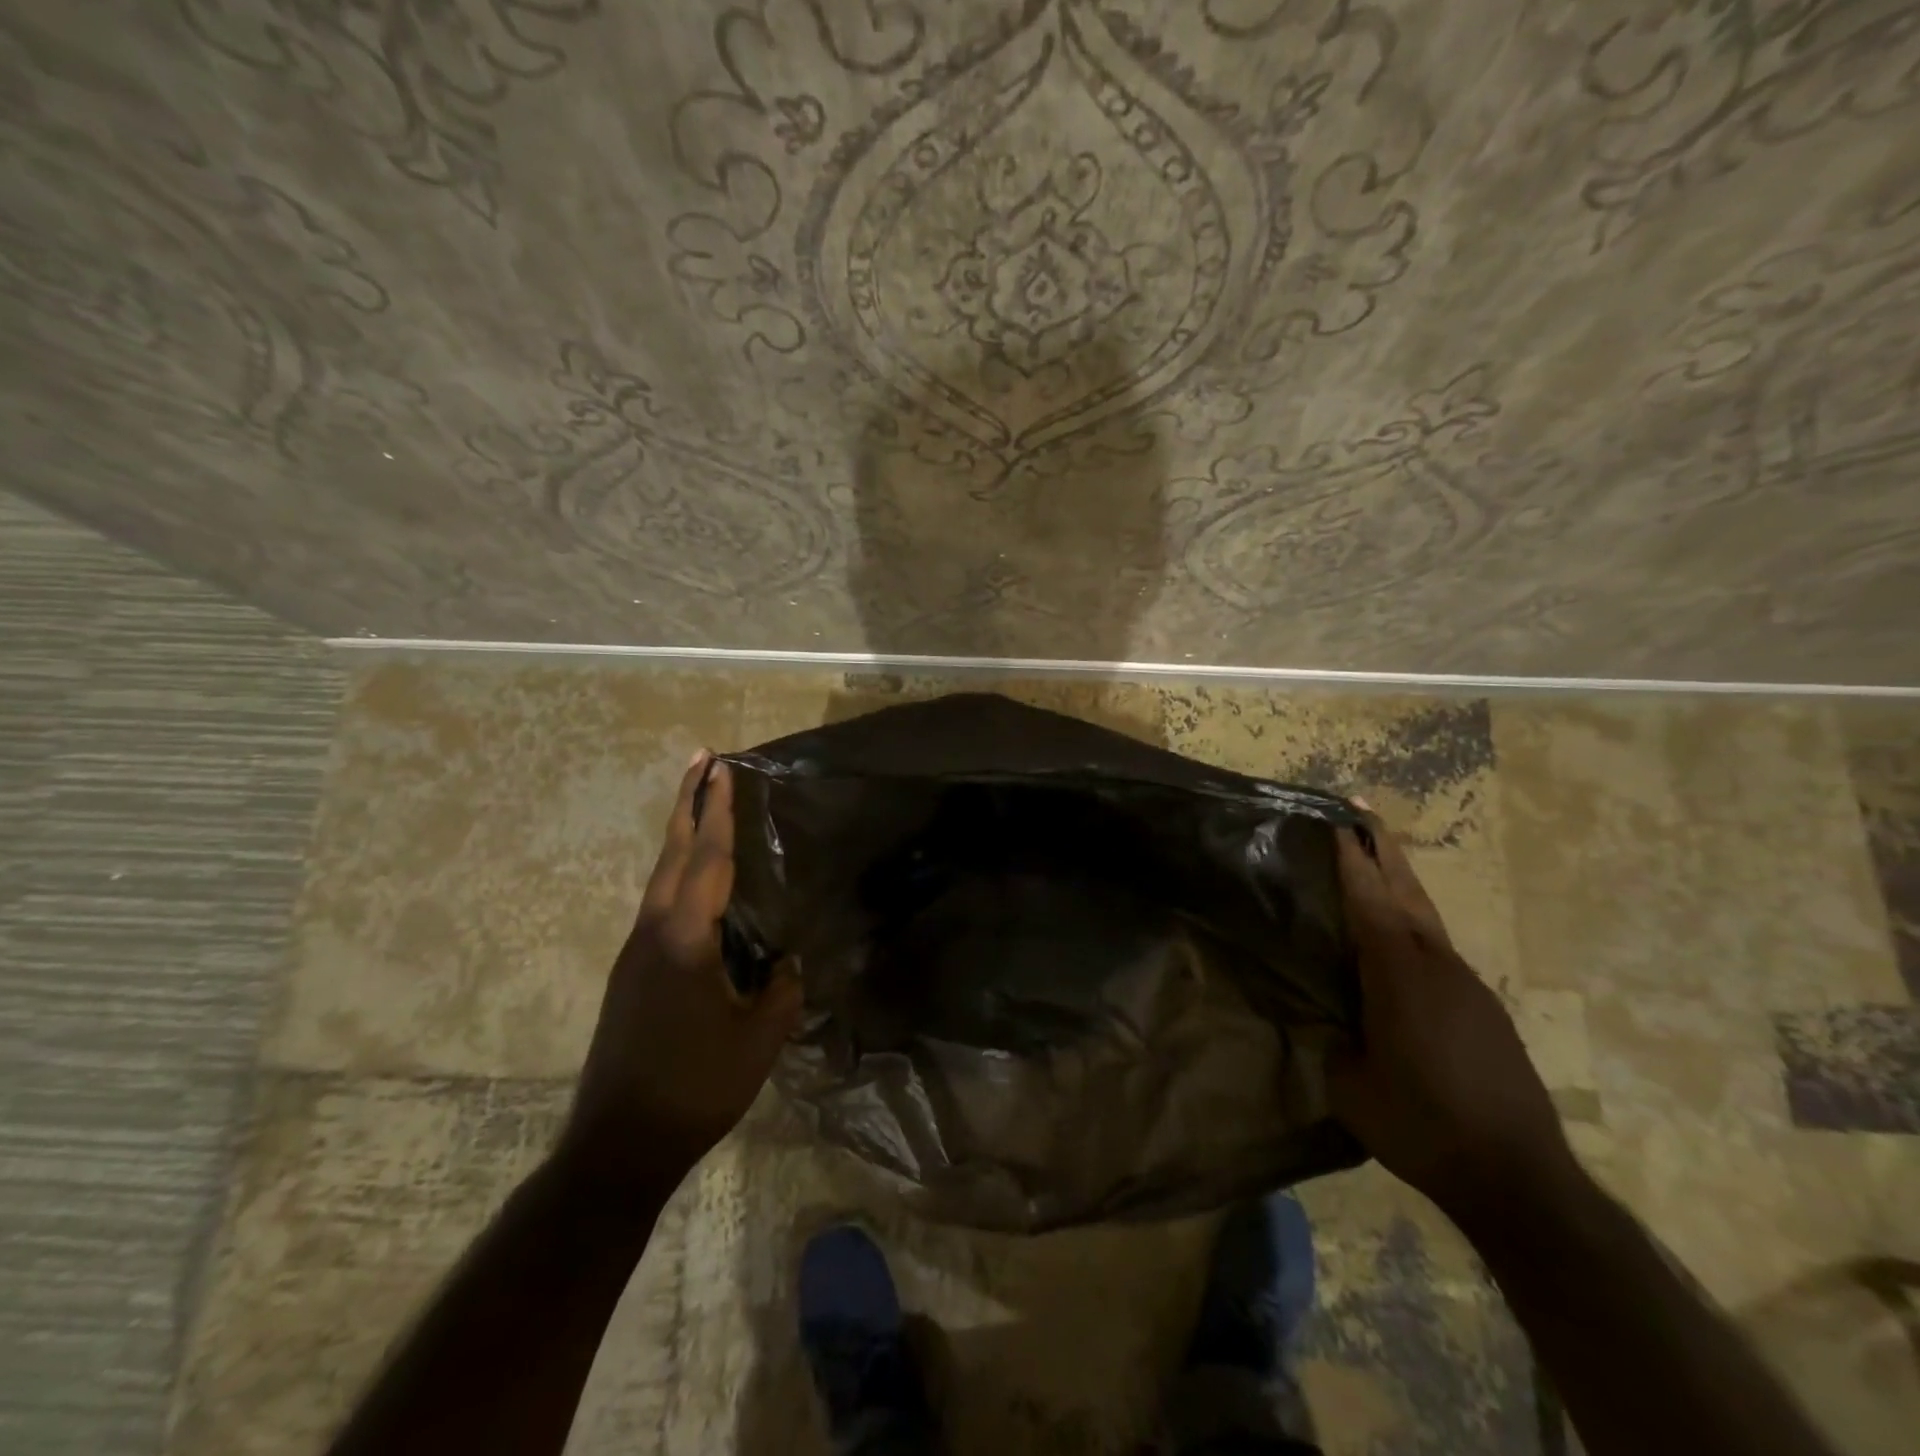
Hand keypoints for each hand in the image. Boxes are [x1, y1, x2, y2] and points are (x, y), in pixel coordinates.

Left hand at [561, 752, 803, 1188]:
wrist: (619, 1143)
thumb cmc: (695, 1086)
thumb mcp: (758, 1039)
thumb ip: (780, 991)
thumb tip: (787, 962)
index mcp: (685, 939)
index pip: (709, 860)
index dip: (719, 812)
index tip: (723, 769)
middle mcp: (653, 933)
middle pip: (673, 853)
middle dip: (688, 803)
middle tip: (701, 761)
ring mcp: (635, 953)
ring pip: (660, 877)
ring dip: (681, 836)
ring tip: (700, 807)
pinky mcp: (630, 974)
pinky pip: (659, 904)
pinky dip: (678, 873)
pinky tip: (696, 885)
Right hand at [1328, 806, 1574, 1219]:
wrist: (1519, 1179)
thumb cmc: (1421, 1124)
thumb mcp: (1348, 1085)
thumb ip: (1331, 1040)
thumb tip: (1326, 1020)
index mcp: (1399, 973)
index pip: (1369, 900)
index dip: (1351, 859)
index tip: (1337, 820)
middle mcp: (1437, 966)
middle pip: (1408, 893)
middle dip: (1383, 850)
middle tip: (1361, 811)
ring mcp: (1469, 987)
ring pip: (1427, 921)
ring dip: (1399, 888)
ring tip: (1373, 871)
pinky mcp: (1486, 1012)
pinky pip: (1439, 953)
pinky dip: (1414, 931)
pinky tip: (1398, 951)